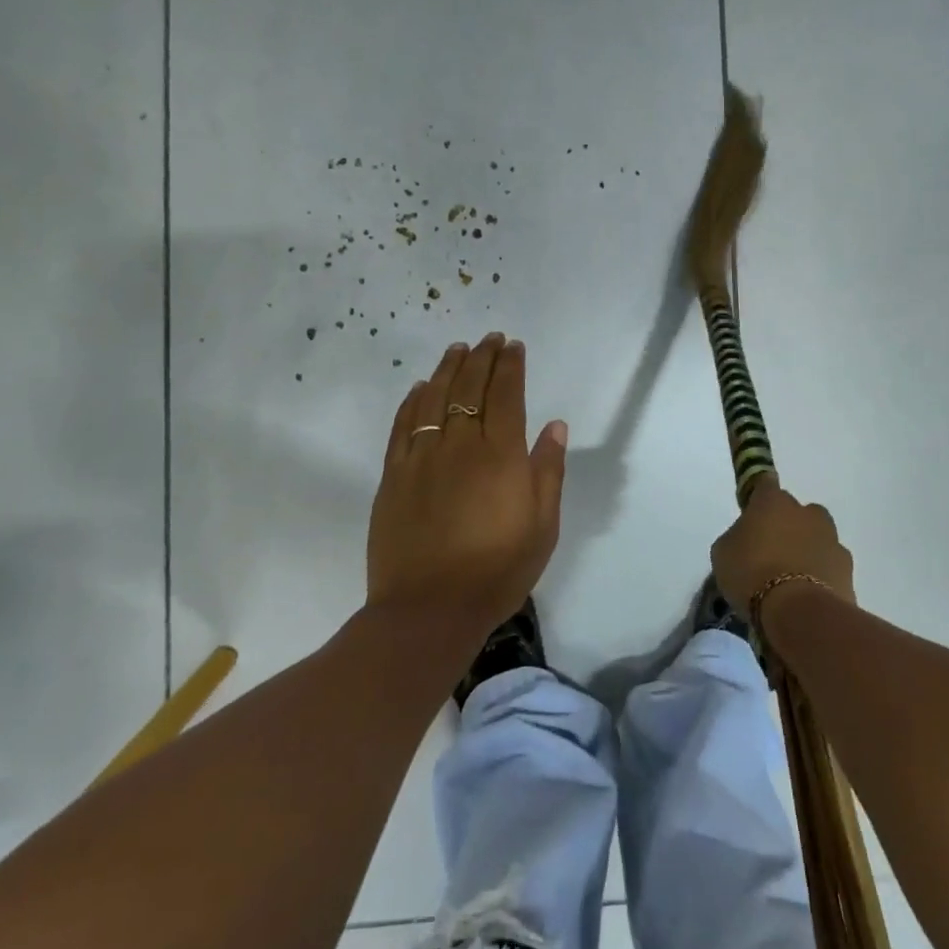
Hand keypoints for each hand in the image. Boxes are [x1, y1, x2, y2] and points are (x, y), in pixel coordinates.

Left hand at [366, 334, 567, 636]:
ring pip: (434, 398)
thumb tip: (554, 425)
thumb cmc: (498, 571)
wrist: (430, 609)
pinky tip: (420, 388)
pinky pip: (403, 426)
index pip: (506, 395)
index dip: (510, 366)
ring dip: (447, 369)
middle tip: (489, 339)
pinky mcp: (394, 476)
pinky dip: (413, 401)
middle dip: (482, 358)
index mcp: (501, 456)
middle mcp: (461, 445)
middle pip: (470, 388)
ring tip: (457, 349)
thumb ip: (548, 471)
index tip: (513, 346)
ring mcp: (422, 458)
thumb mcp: (543, 527)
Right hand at [710, 475, 853, 619]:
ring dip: (806, 550)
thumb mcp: (723, 553)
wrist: (798, 612)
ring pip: (817, 538)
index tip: (750, 512)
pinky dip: (820, 575)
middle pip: (796, 512)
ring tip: (790, 578)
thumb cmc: (751, 574)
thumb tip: (746, 538)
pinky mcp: (847, 569)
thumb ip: (736, 537)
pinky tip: (806, 595)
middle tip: (770, 551)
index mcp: (773, 502)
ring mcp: (831, 540)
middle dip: (786, 525)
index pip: (764, 483)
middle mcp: (806, 513)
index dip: (757, 496)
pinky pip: (829, 565)